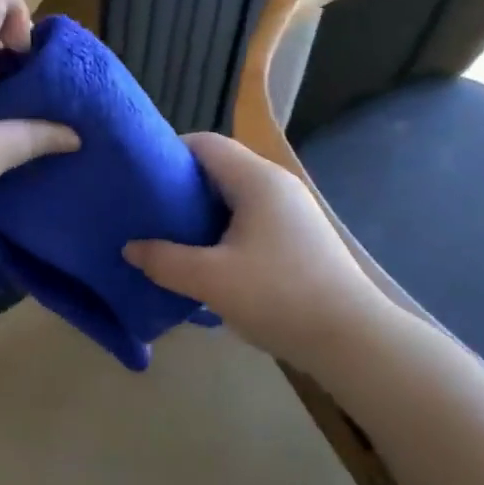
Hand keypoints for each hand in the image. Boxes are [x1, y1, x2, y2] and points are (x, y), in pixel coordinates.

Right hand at [123, 133, 381, 363]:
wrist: (353, 341)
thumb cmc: (280, 297)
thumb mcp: (211, 280)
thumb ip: (164, 260)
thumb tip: (130, 248)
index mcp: (257, 179)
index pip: (205, 143)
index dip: (169, 153)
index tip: (140, 179)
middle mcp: (276, 185)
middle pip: (219, 168)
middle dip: (181, 186)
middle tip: (149, 211)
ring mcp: (292, 211)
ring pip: (235, 196)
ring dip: (202, 212)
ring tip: (170, 236)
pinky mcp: (299, 237)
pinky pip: (250, 218)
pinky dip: (224, 229)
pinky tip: (208, 259)